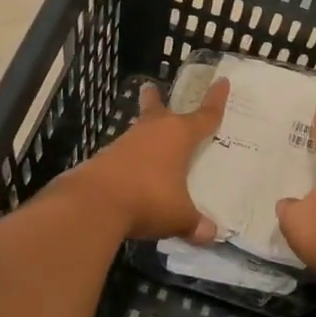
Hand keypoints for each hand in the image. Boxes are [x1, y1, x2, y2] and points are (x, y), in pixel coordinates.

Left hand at [63, 79, 229, 240]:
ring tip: (147, 137)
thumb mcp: (179, 216)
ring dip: (143, 132)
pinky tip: (132, 173)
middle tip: (150, 87)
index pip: (204, 116)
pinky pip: (124, 154)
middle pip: (156, 109)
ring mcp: (125, 144)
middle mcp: (152, 132)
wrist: (93, 202)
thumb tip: (211, 234)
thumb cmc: (148, 199)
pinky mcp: (104, 159)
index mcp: (178, 136)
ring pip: (138, 131)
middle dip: (155, 99)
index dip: (216, 100)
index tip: (222, 81)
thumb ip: (195, 224)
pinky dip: (131, 159)